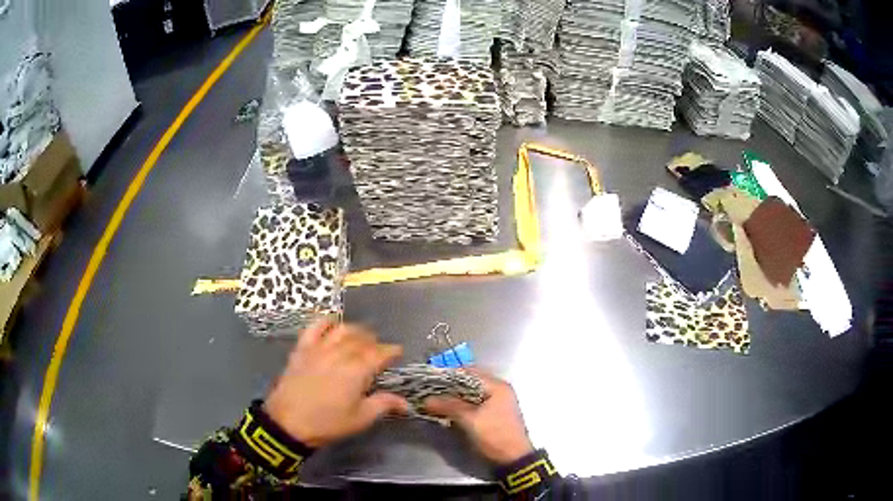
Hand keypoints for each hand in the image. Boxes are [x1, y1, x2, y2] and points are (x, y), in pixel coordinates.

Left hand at [264, 319, 408, 447]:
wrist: (288, 422)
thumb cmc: (328, 423)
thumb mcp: (360, 418)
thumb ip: (383, 405)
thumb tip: (406, 403)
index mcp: (357, 370)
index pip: (380, 353)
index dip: (391, 351)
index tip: (398, 353)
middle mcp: (340, 353)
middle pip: (362, 339)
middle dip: (375, 342)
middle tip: (379, 351)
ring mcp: (319, 348)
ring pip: (342, 329)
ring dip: (355, 331)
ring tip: (359, 339)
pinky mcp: (302, 348)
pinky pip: (315, 327)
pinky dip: (326, 322)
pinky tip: (332, 326)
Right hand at [423, 369, 533, 465]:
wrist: (512, 458)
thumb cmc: (494, 435)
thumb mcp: (470, 420)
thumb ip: (449, 406)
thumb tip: (426, 400)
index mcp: (497, 386)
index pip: (469, 372)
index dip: (449, 375)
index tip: (430, 380)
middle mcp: (498, 390)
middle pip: (469, 382)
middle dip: (449, 387)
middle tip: (430, 391)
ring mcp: (496, 402)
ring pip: (470, 394)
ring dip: (454, 397)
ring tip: (434, 400)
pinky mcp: (492, 414)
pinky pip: (473, 403)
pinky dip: (460, 405)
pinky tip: (447, 409)